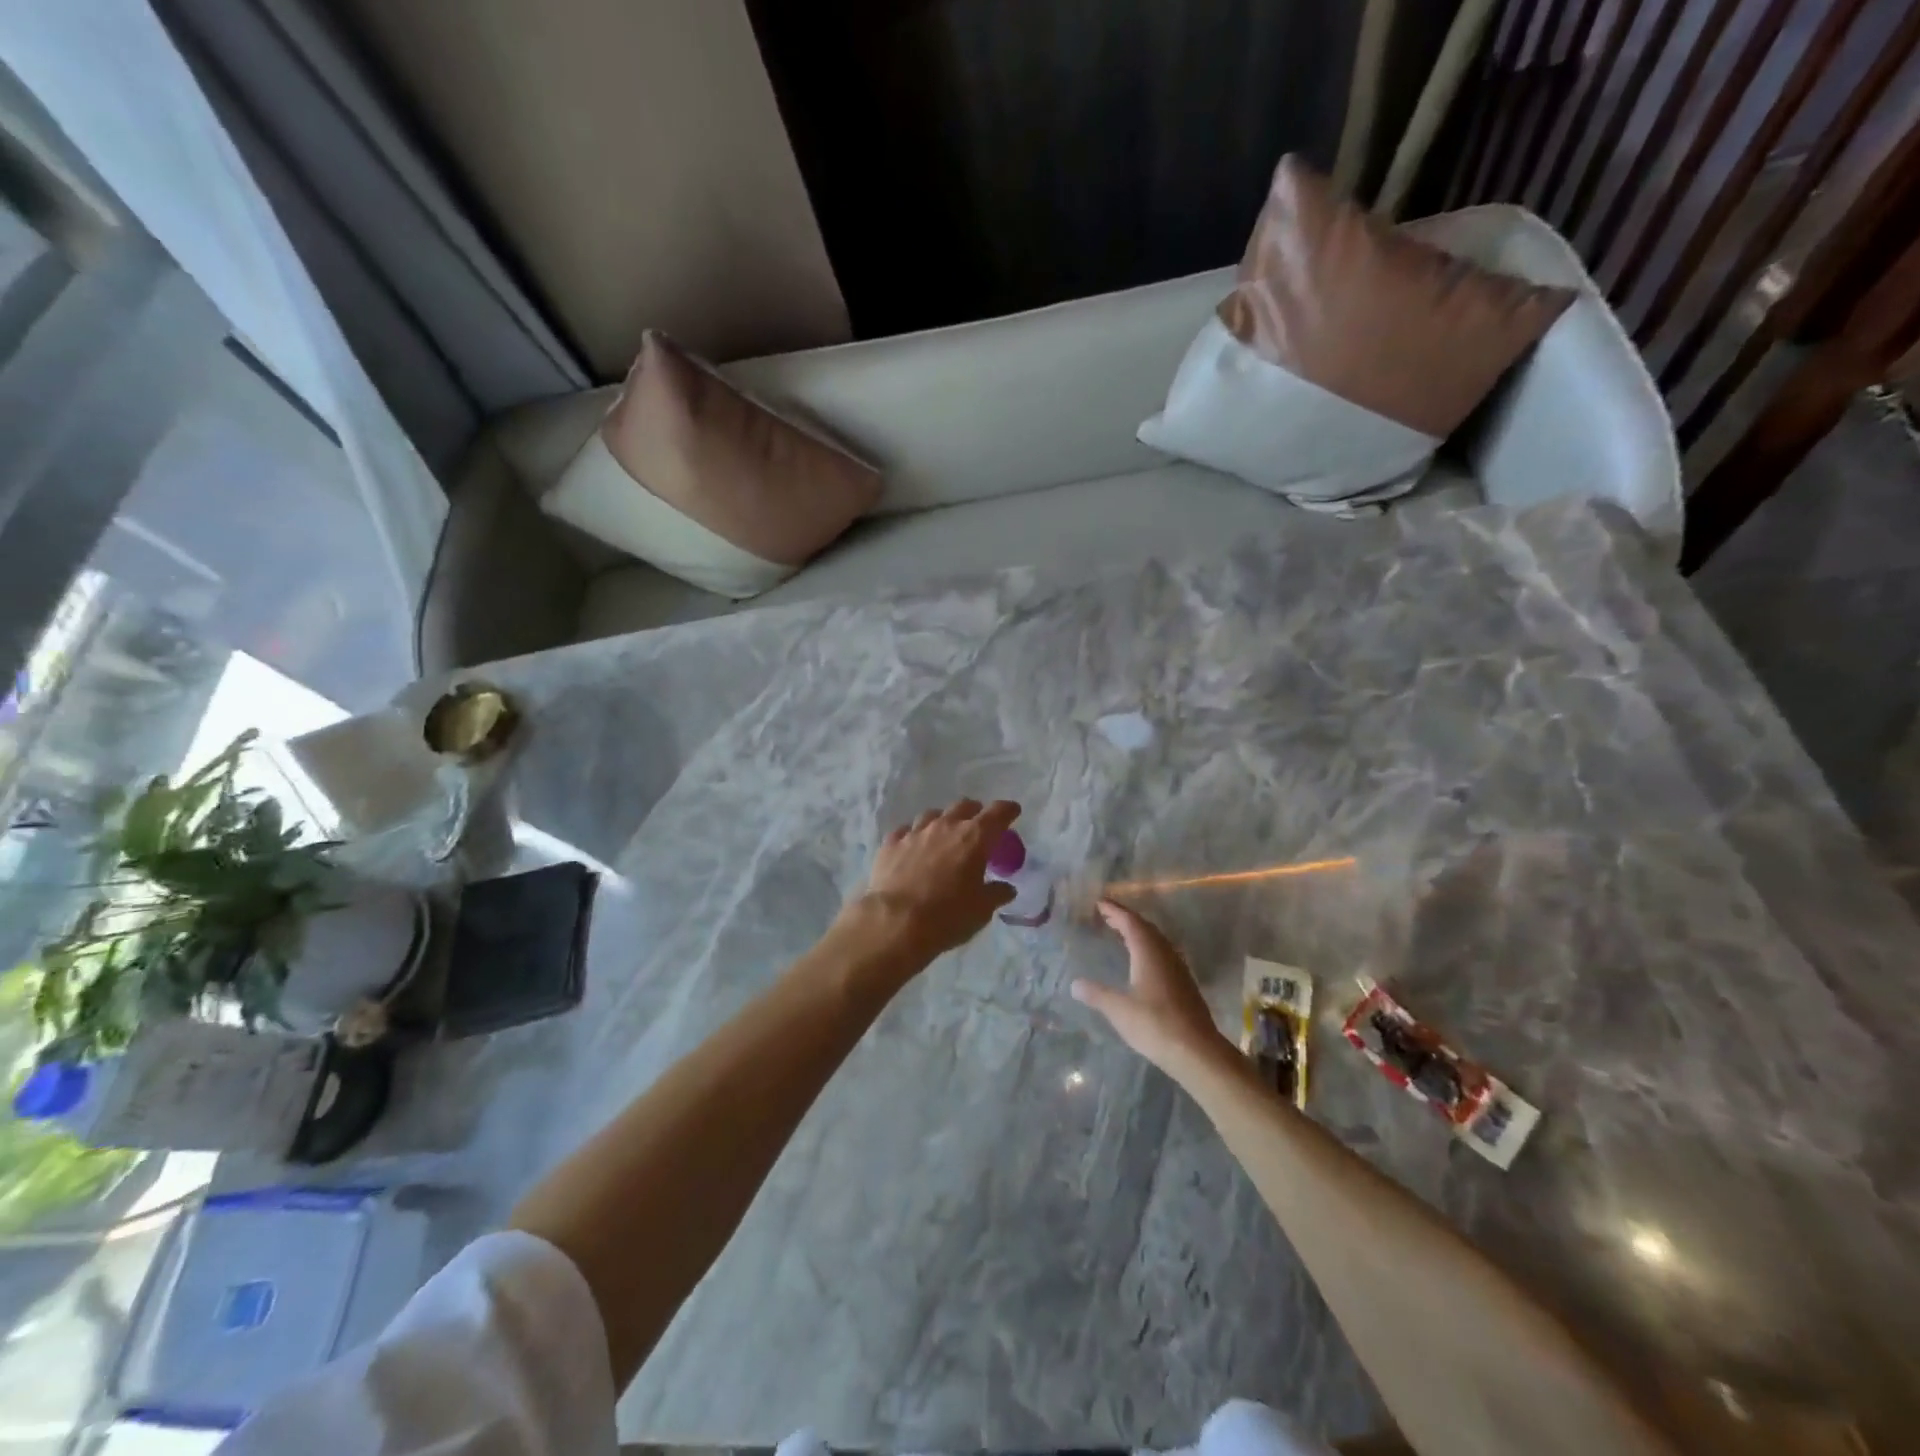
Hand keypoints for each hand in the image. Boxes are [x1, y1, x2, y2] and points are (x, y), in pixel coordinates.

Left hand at [842, 799, 1020, 965]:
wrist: (895, 922)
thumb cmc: (947, 916)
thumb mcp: (981, 910)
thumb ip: (996, 894)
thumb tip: (1006, 889)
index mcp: (974, 838)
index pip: (997, 813)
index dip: (1008, 810)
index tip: (1012, 811)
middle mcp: (945, 826)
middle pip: (964, 807)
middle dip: (975, 813)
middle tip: (978, 827)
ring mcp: (915, 832)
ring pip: (933, 815)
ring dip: (943, 821)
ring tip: (944, 836)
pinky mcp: (891, 843)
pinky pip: (906, 831)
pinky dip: (915, 836)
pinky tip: (914, 847)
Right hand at [1073, 899, 1235, 1074]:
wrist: (1197, 1051)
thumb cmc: (1155, 1024)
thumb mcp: (1119, 1010)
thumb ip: (1097, 994)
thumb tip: (1075, 984)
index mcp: (1148, 953)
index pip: (1130, 922)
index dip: (1115, 910)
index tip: (1099, 902)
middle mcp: (1165, 954)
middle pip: (1145, 928)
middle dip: (1125, 919)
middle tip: (1106, 916)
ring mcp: (1178, 969)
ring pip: (1156, 941)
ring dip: (1138, 933)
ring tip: (1120, 934)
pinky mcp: (1184, 984)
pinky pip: (1163, 954)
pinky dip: (1147, 948)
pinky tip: (1141, 962)